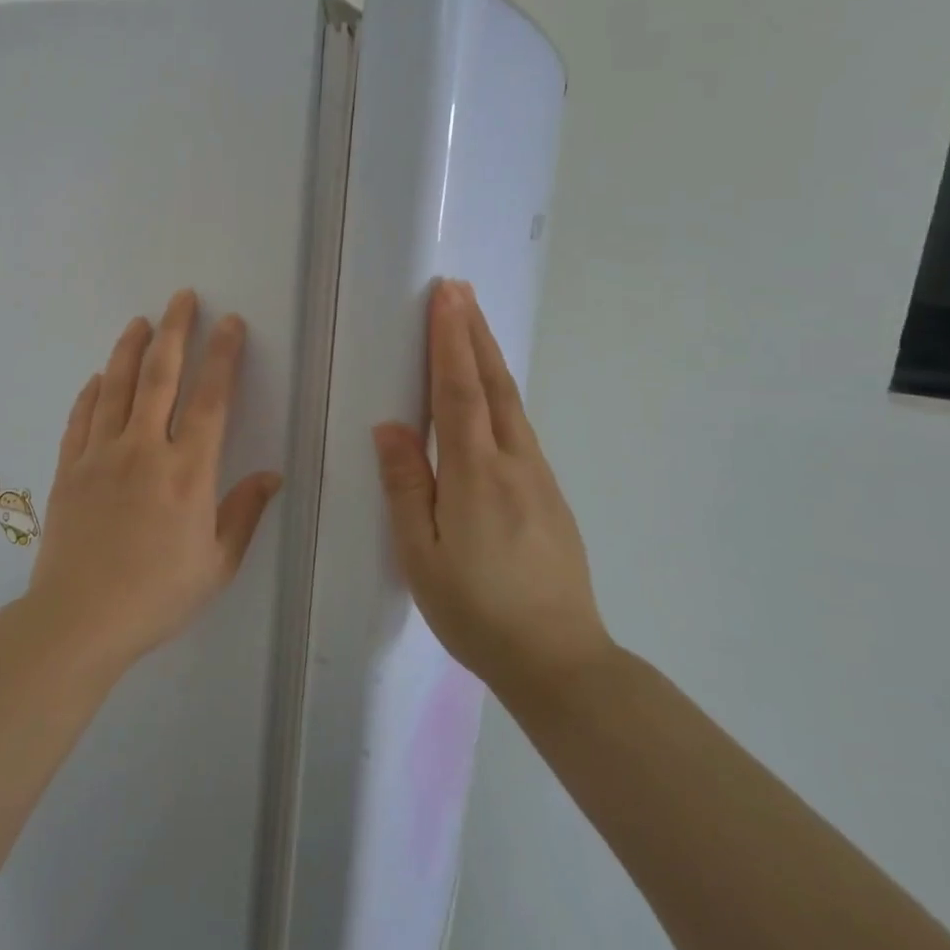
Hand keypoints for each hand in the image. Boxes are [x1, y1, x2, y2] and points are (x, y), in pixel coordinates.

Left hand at [27, 289, 282, 668]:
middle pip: (160, 377)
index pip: (211, 400)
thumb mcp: (216, 565)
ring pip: (116, 387)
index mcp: (187, 473)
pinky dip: (92, 391)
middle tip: (182, 298)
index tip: (230, 324)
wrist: (79, 618)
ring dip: (130, 349)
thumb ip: (244, 514)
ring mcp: (101, 455)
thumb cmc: (156, 596)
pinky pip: (82, 417)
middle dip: (175, 331)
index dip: (223, 356)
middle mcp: (143, 451)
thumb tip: (272, 474)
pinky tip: (99, 376)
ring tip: (141, 321)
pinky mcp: (70, 468)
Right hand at [372, 281, 611, 695]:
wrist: (559, 659)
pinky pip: (520, 428)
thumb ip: (407, 486)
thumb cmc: (476, 610)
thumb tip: (391, 427)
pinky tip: (492, 396)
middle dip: (474, 333)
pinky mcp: (549, 495)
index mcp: (476, 474)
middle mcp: (514, 463)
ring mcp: (539, 478)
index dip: (451, 340)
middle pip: (493, 384)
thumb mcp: (421, 555)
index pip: (459, 391)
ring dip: (489, 358)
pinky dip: (501, 394)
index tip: (446, 296)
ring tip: (473, 326)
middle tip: (460, 290)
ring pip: (511, 403)